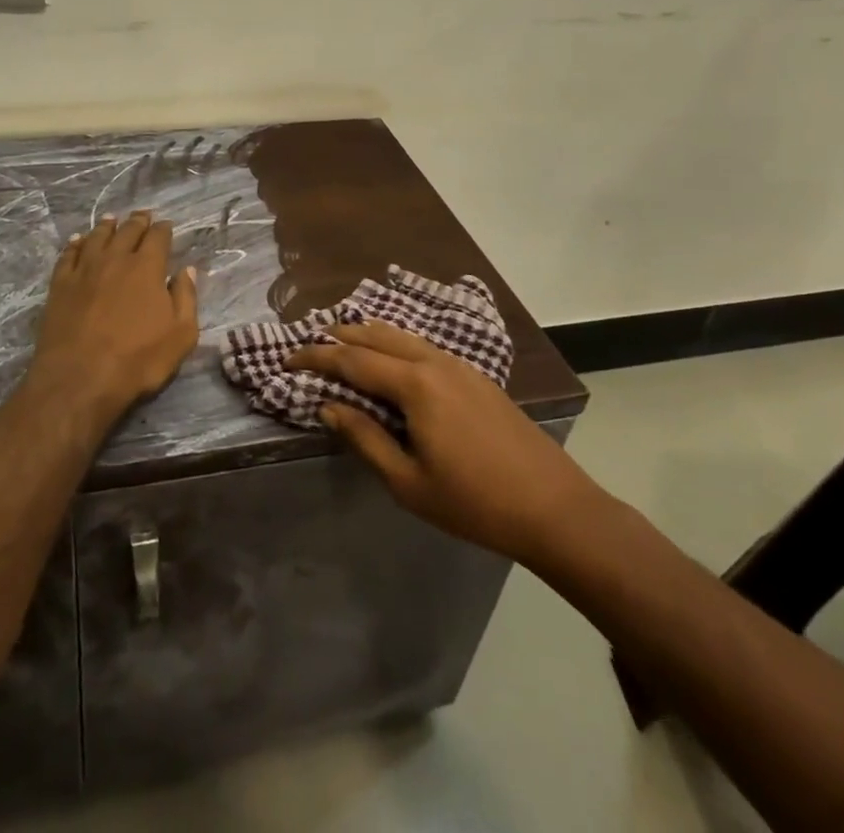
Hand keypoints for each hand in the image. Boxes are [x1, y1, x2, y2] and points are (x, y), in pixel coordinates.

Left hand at [31, 212, 199, 416]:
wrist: (79, 379)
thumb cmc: (137, 360)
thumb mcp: (180, 335)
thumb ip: (186, 298)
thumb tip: (187, 270)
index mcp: (147, 268)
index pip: (158, 238)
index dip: (163, 229)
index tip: (166, 225)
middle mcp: (115, 259)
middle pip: (127, 231)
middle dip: (137, 221)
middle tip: (142, 215)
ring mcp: (84, 270)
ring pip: (96, 238)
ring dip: (106, 226)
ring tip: (111, 219)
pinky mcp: (60, 285)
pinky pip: (68, 255)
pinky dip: (75, 244)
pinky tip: (78, 240)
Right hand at [286, 322, 600, 561]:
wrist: (555, 508)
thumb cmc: (475, 503)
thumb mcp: (408, 482)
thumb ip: (365, 438)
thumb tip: (329, 406)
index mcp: (415, 384)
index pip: (352, 360)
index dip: (316, 357)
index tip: (287, 359)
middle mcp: (435, 361)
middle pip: (377, 335)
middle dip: (340, 336)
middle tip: (310, 344)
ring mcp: (460, 365)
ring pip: (402, 336)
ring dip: (368, 336)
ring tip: (343, 342)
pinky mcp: (476, 376)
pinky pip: (423, 347)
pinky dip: (395, 344)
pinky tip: (391, 360)